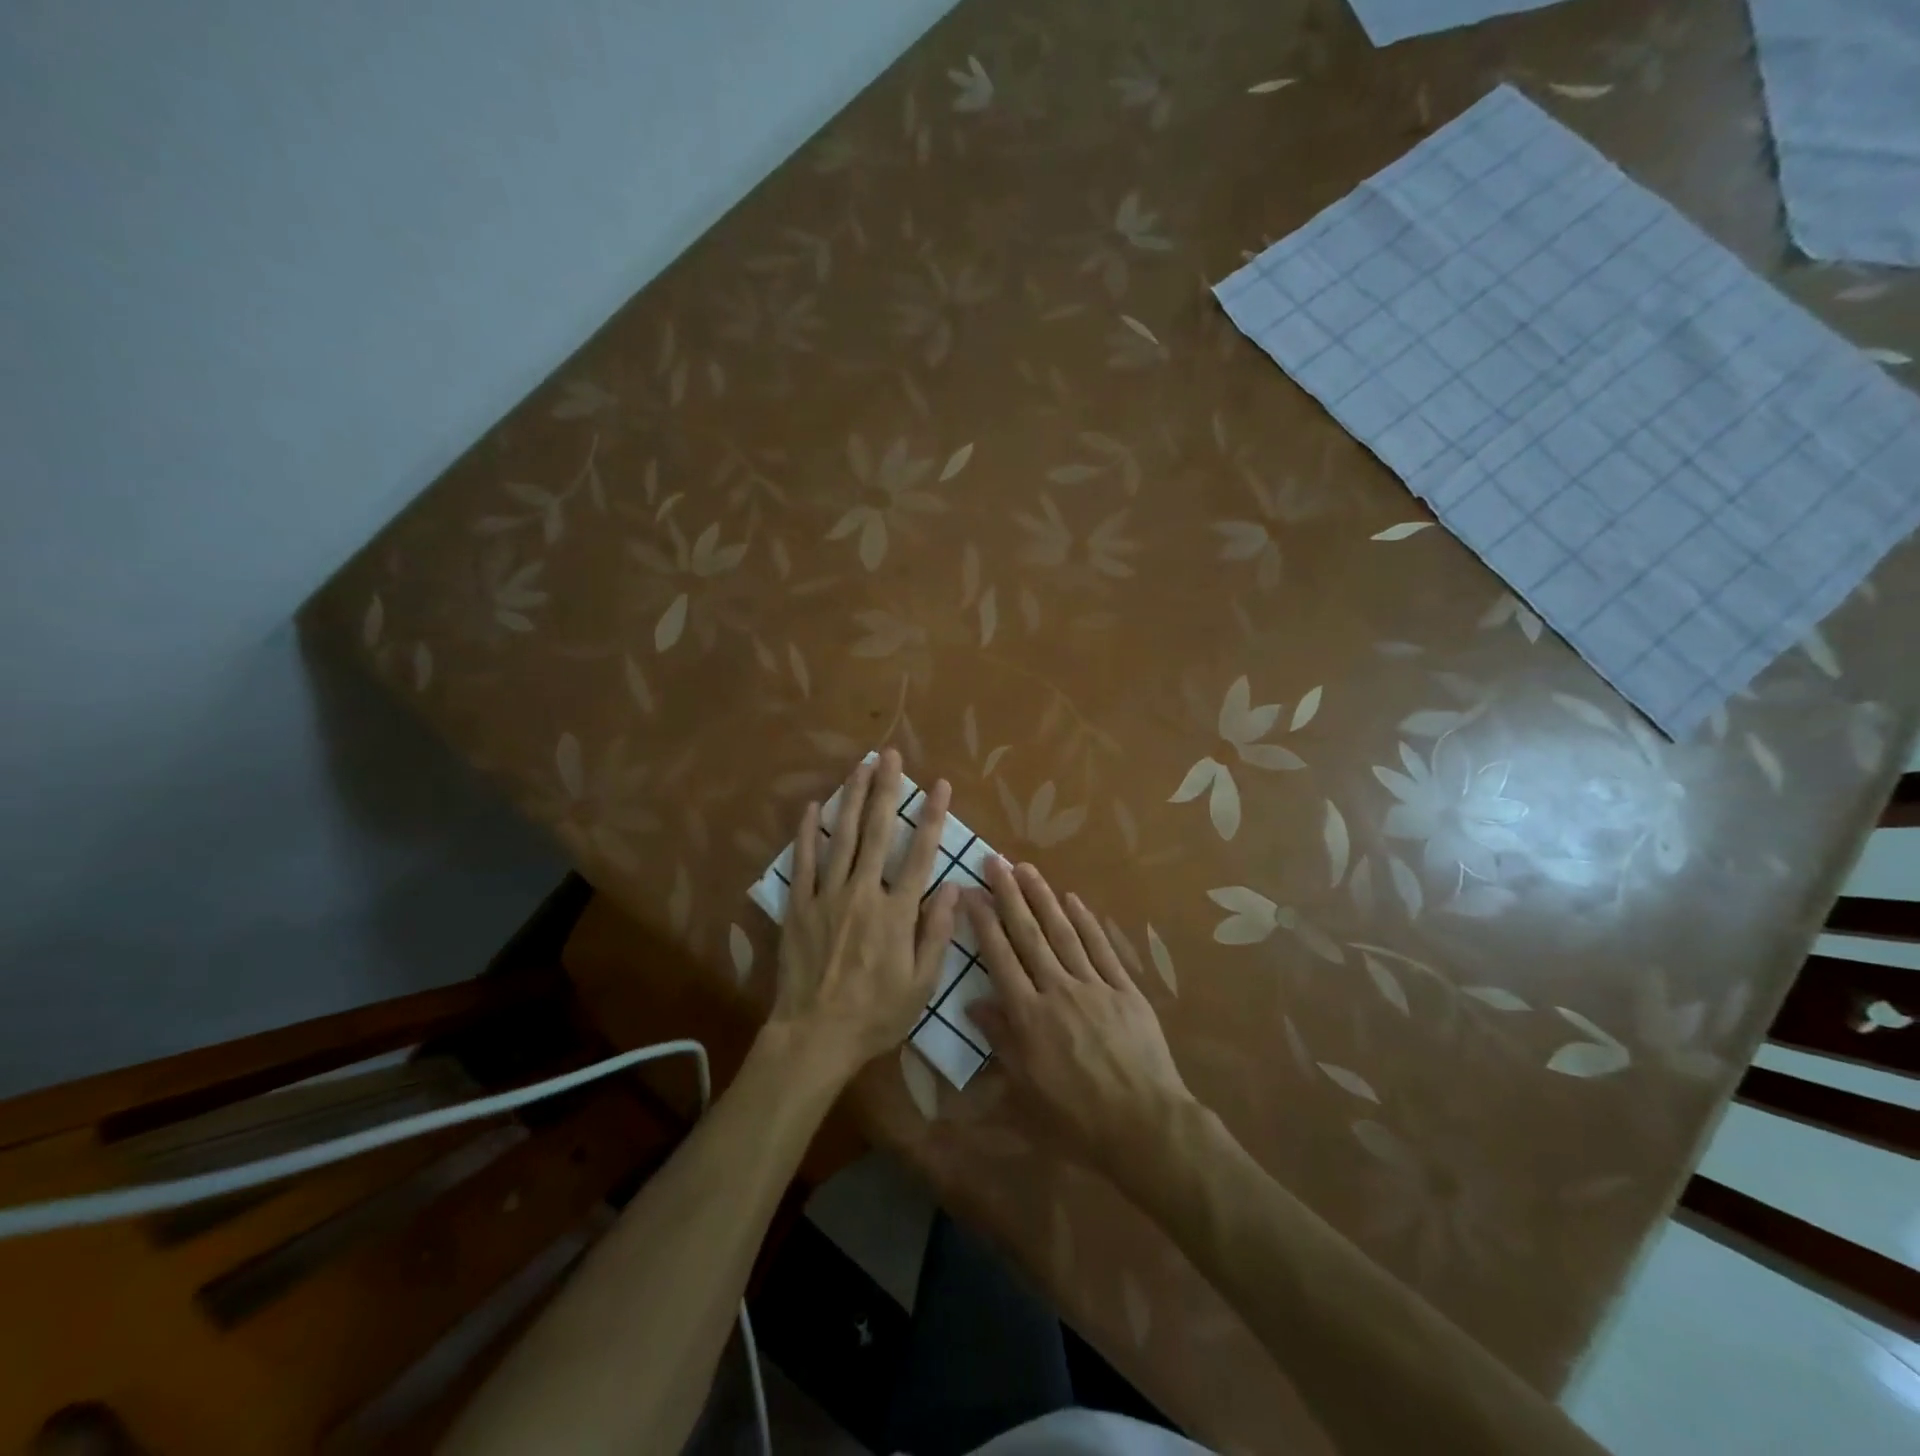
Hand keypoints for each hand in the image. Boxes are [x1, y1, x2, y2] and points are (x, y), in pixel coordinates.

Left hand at [768, 750, 957, 1081]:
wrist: (815, 1035)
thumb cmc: (876, 1014)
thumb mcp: (921, 984)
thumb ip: (937, 933)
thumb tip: (953, 887)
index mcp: (897, 913)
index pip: (919, 854)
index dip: (931, 816)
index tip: (939, 785)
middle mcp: (863, 893)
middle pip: (876, 832)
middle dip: (886, 790)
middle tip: (890, 755)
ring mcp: (827, 896)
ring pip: (841, 837)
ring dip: (852, 798)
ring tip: (860, 765)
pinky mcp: (799, 906)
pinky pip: (804, 861)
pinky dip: (808, 832)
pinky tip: (814, 805)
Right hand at [966, 858, 1192, 1176]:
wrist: (1144, 1126)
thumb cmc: (1077, 1118)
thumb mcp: (1026, 1091)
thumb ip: (1000, 1042)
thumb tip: (974, 1005)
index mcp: (1029, 1016)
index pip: (1000, 957)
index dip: (983, 922)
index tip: (971, 891)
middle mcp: (1057, 990)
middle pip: (1029, 934)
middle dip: (1009, 895)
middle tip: (996, 861)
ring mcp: (1094, 985)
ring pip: (1062, 932)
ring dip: (1043, 897)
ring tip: (1026, 868)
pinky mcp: (1124, 989)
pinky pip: (1101, 948)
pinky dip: (1086, 921)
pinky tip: (1072, 899)